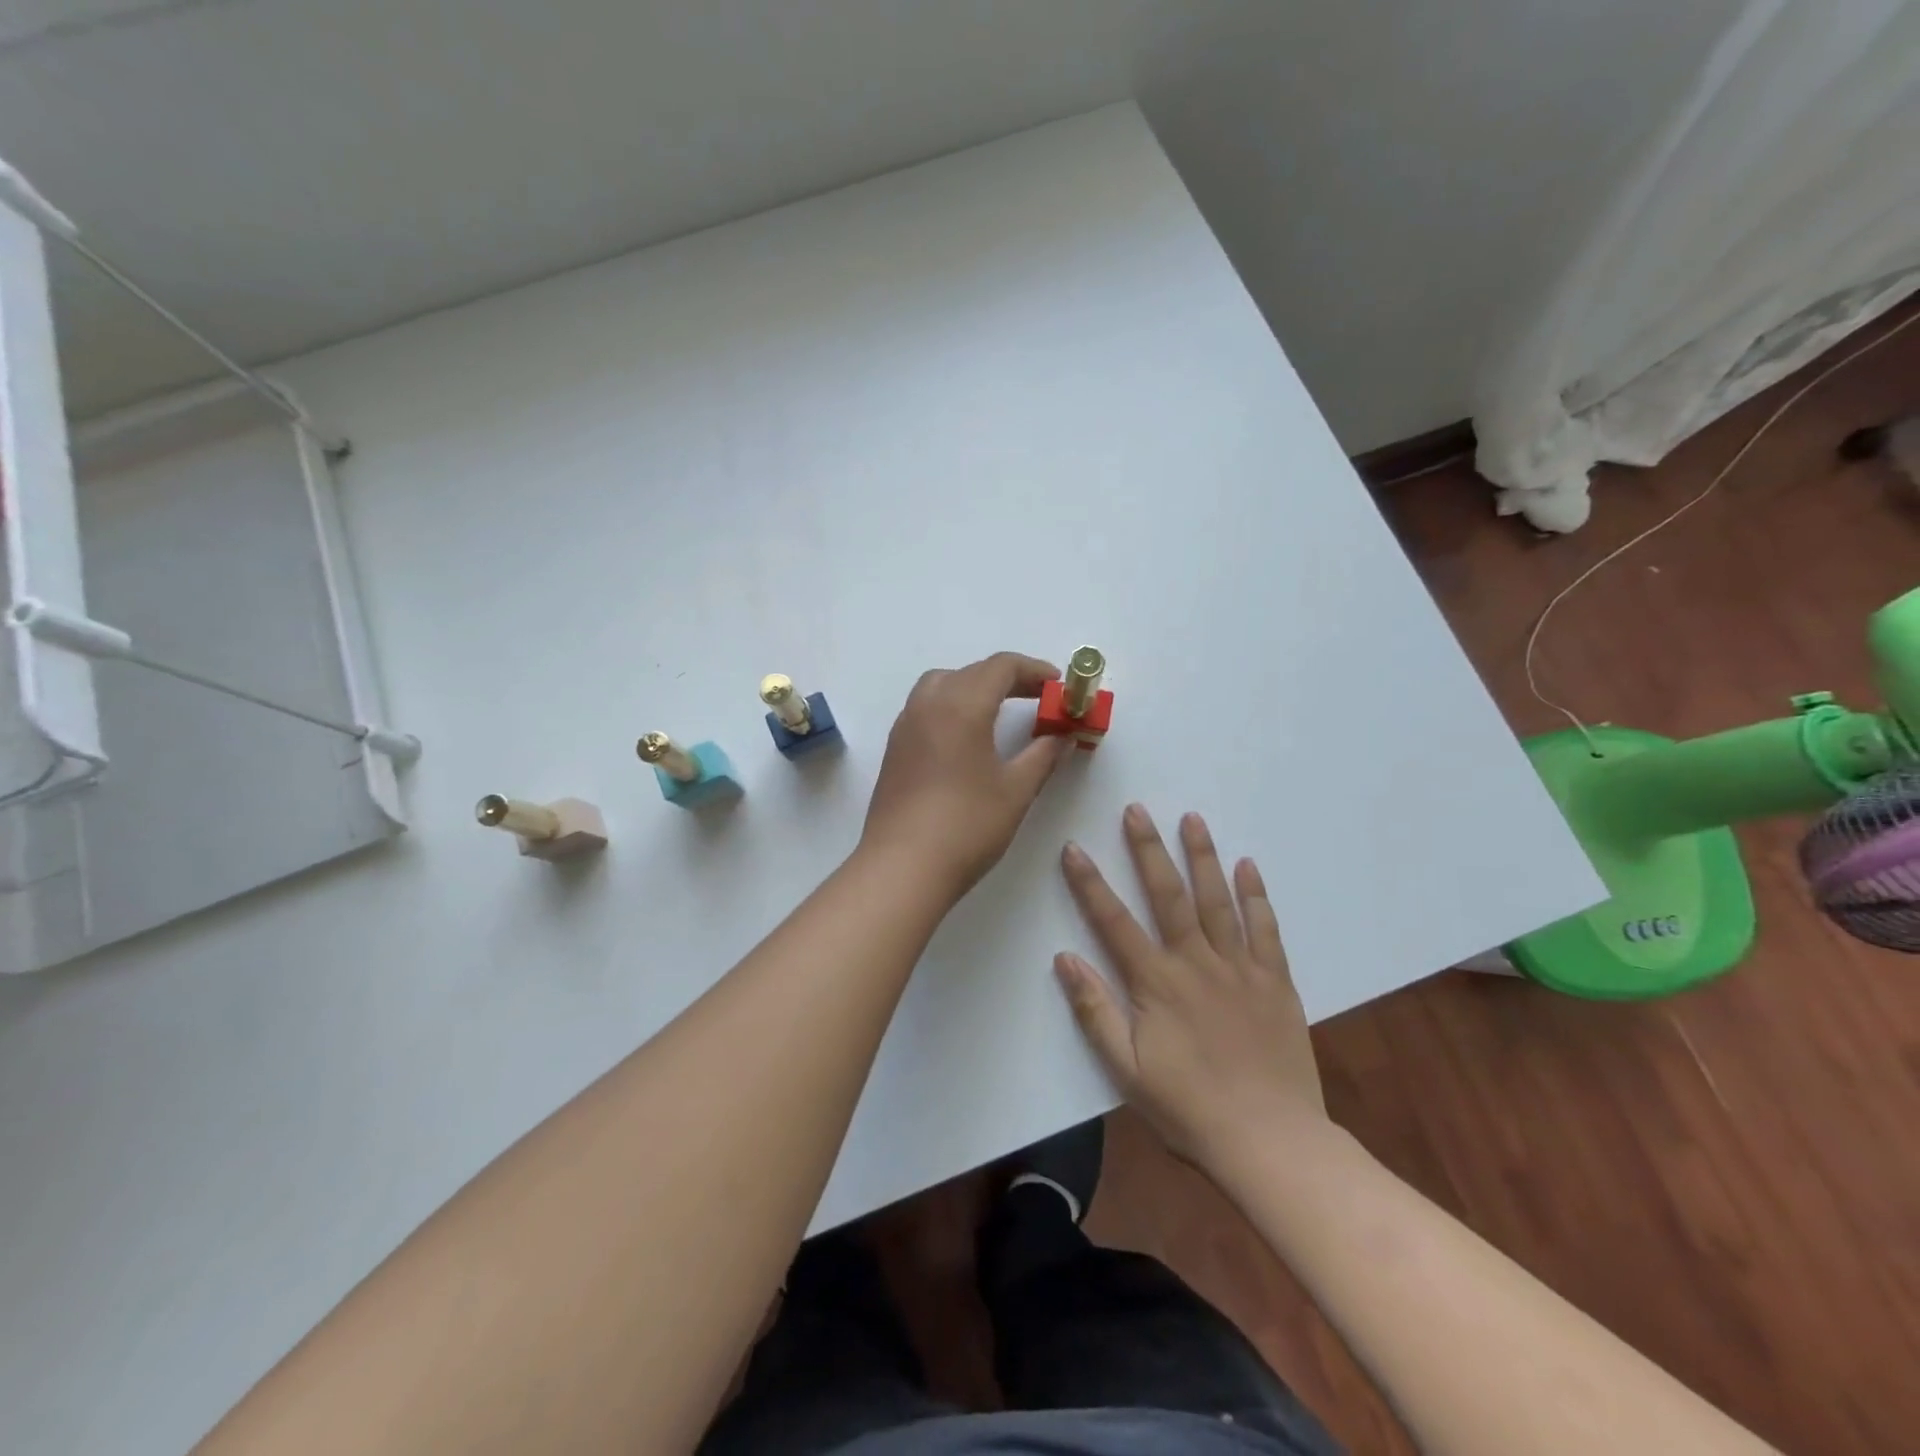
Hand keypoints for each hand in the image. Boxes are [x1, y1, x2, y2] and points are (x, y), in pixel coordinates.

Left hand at [861, 652, 1070, 898]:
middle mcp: (928, 704)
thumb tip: (1062, 736)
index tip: (1059, 686)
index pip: (1001, 666)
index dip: (1034, 670)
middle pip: (971, 672)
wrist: (903, 867)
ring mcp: (905, 726)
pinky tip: (967, 737)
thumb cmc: (967, 826)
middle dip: (1008, 678)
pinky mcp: (894, 749)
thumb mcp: (1016, 790)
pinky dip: (952, 705)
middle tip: (1039, 699)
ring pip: (942, 685)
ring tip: (1001, 712)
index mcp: (961, 705)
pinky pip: (925, 708)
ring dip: (975, 687)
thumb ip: (1042, 755)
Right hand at [1055, 805, 1326, 1165]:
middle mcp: (1196, 963)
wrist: (1271, 1142)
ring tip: (1192, 818)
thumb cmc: (1189, 1109)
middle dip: (1149, 849)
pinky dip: (1256, 895)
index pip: (1114, 922)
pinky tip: (1248, 866)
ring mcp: (1240, 968)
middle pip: (1169, 895)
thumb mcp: (1127, 1070)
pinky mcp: (1275, 982)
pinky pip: (1265, 929)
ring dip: (1202, 856)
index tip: (1074, 848)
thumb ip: (1095, 1012)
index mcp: (1157, 983)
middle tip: (1137, 810)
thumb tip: (1064, 959)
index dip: (1090, 884)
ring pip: (1218, 900)